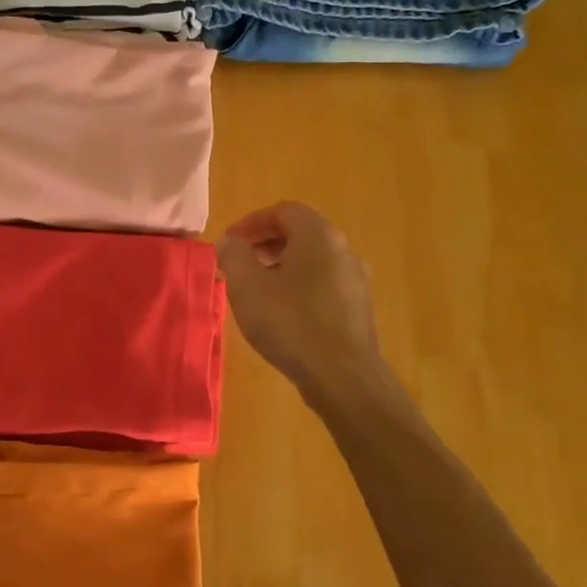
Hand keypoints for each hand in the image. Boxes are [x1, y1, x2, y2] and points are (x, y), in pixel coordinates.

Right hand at [216, 202, 388, 399]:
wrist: (342, 375)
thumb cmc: (291, 323)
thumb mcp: (247, 287)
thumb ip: (233, 256)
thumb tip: (229, 241)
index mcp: (318, 235)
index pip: (283, 211)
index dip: (251, 223)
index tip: (229, 243)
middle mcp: (343, 250)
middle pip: (300, 234)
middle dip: (265, 244)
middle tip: (239, 264)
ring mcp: (355, 280)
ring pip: (312, 261)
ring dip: (281, 267)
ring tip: (257, 291)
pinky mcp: (357, 309)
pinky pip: (323, 285)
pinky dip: (299, 288)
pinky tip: (282, 315)